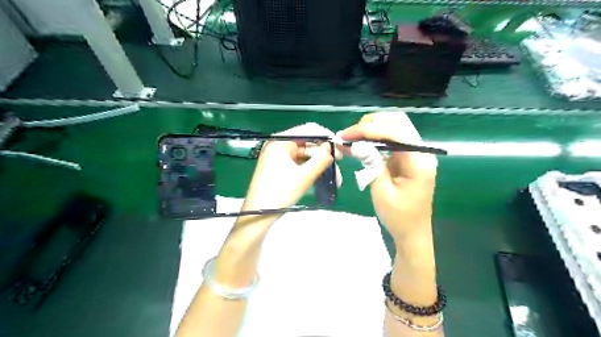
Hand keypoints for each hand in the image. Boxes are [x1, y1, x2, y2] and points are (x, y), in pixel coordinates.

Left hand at [244, 139, 337, 213]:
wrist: (259, 214)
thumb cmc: (280, 192)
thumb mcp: (304, 176)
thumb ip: (321, 159)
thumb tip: (331, 148)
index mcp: (281, 141)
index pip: (308, 130)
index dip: (325, 136)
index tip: (339, 146)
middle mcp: (279, 145)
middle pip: (307, 143)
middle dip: (324, 153)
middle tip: (339, 162)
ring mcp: (279, 156)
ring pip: (304, 155)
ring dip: (319, 163)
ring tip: (335, 175)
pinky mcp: (280, 167)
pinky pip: (299, 163)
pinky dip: (310, 169)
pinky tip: (322, 176)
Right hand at [337, 111, 436, 242]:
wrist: (412, 233)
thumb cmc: (398, 216)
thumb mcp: (381, 191)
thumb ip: (371, 163)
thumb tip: (356, 144)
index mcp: (419, 161)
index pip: (395, 132)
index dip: (369, 130)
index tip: (346, 135)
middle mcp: (421, 152)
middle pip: (398, 122)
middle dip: (371, 123)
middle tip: (349, 135)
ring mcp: (416, 154)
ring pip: (395, 127)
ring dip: (372, 129)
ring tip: (352, 137)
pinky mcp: (408, 158)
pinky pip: (392, 140)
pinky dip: (375, 138)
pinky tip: (360, 144)